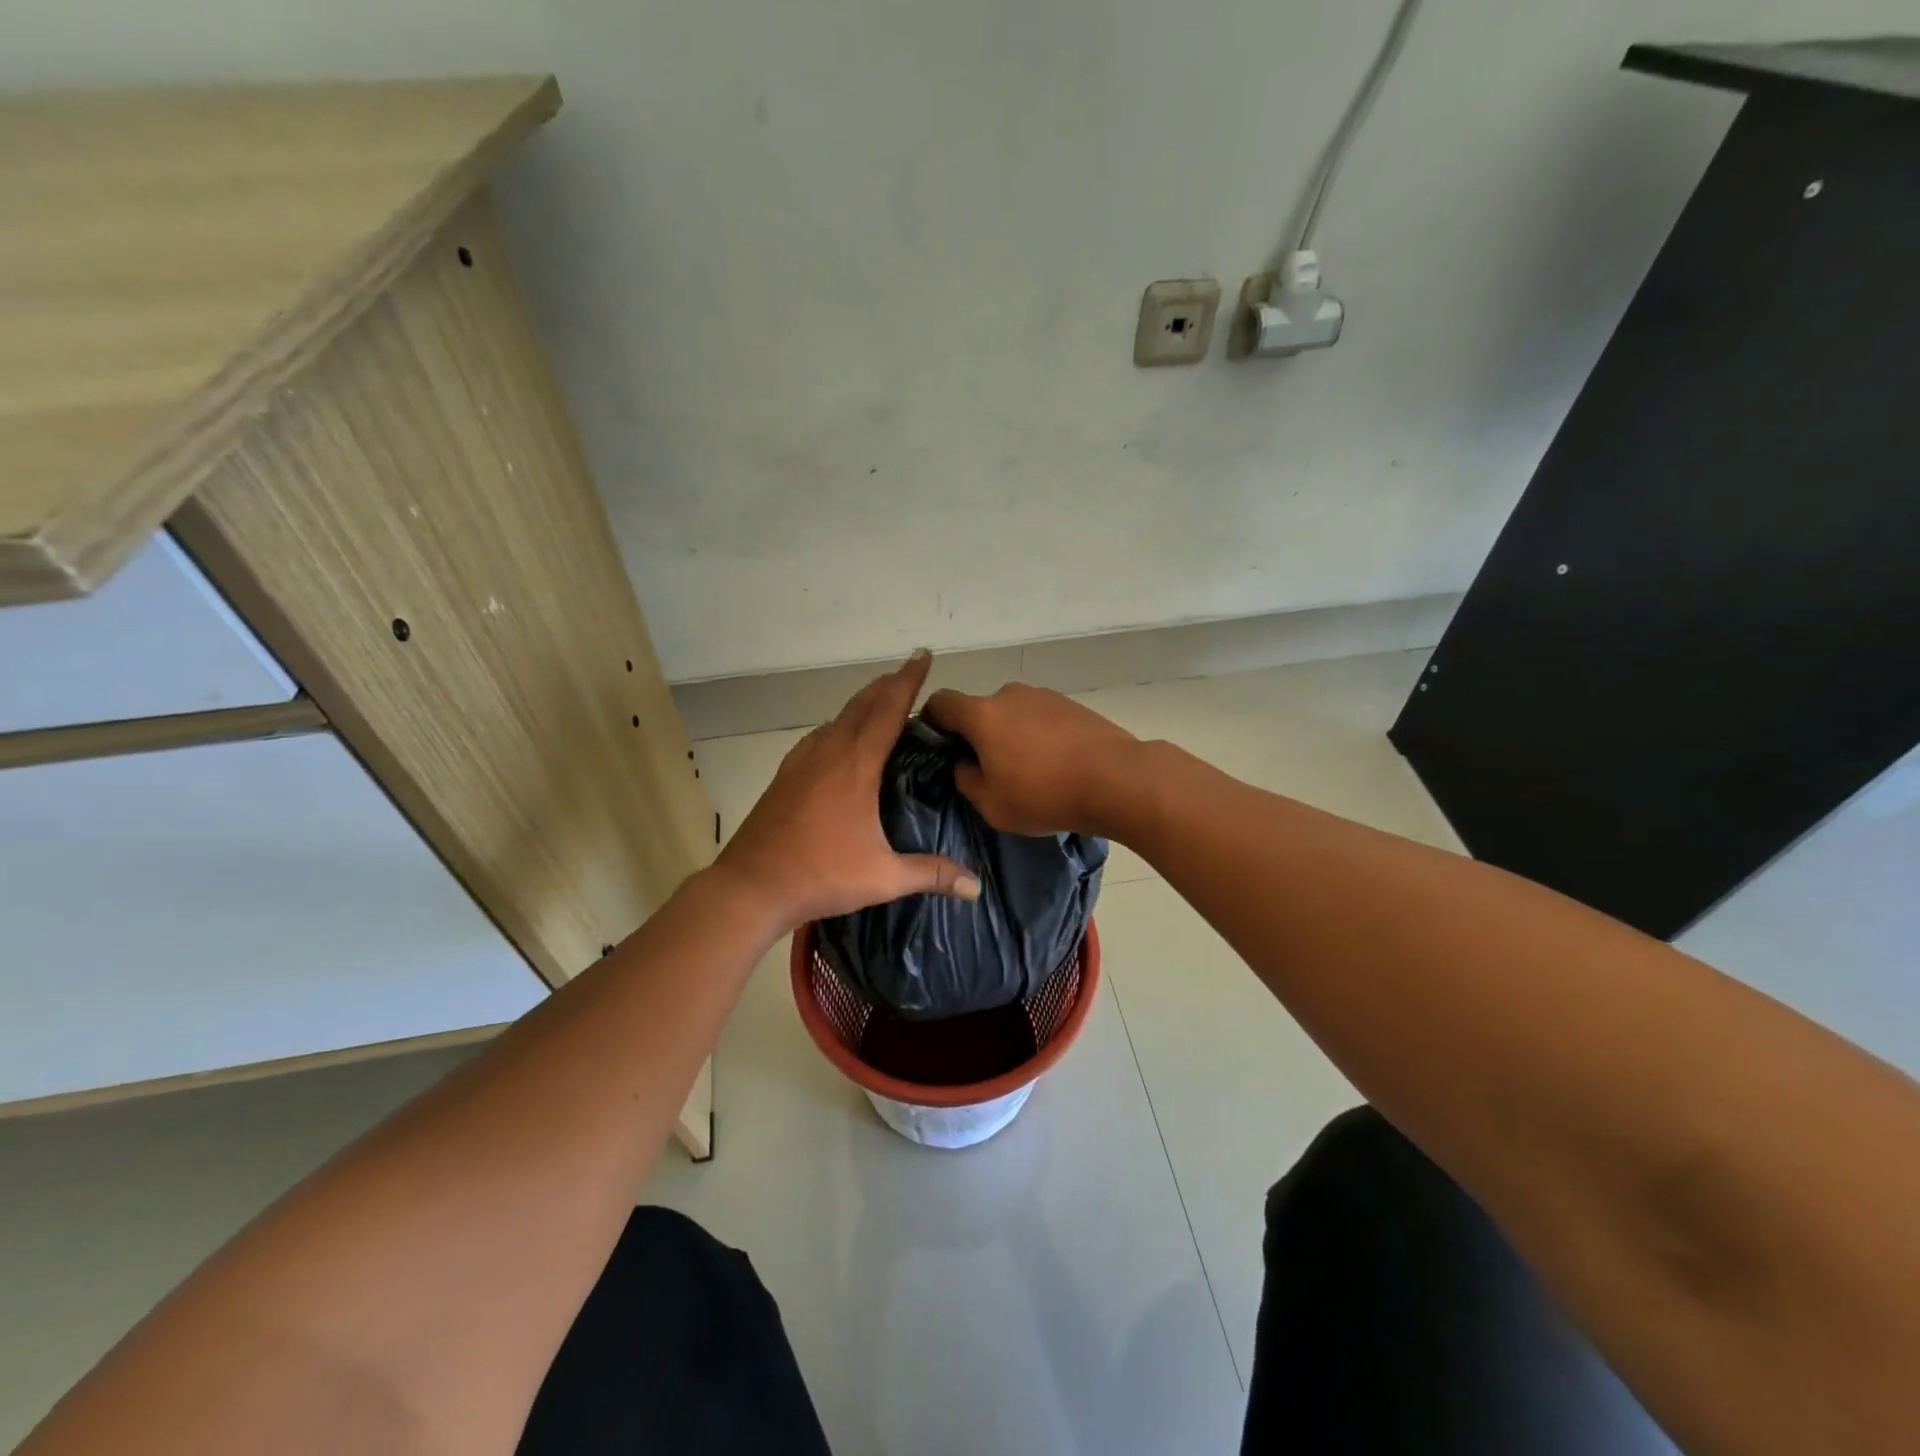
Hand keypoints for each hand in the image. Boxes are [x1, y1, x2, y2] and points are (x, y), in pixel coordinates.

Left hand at [714, 651, 980, 931]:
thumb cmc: (820, 875)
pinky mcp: (785, 776)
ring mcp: (802, 762)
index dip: (908, 681)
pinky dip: (837, 726)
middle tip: (908, 674)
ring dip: (861, 704)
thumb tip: (976, 887)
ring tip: (880, 702)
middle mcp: (828, 753)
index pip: (888, 710)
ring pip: (837, 718)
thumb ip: (931, 874)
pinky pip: (818, 737)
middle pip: (861, 705)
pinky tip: (837, 739)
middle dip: (887, 686)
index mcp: (856, 765)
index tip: (923, 656)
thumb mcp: (883, 877)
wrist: (751, 886)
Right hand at [922, 682, 1139, 836]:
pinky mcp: (1071, 704)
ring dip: (1010, 735)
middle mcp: (1010, 695)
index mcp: (982, 714)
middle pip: (980, 710)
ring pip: (1012, 714)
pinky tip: (1054, 764)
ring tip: (1028, 770)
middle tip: (988, 769)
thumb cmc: (1045, 795)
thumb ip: (966, 780)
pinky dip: (1038, 735)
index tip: (939, 747)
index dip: (931, 721)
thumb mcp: (992, 805)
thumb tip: (963, 765)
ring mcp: (1044, 696)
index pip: (941, 702)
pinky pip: (1040, 717)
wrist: (1116, 779)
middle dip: (977, 735)